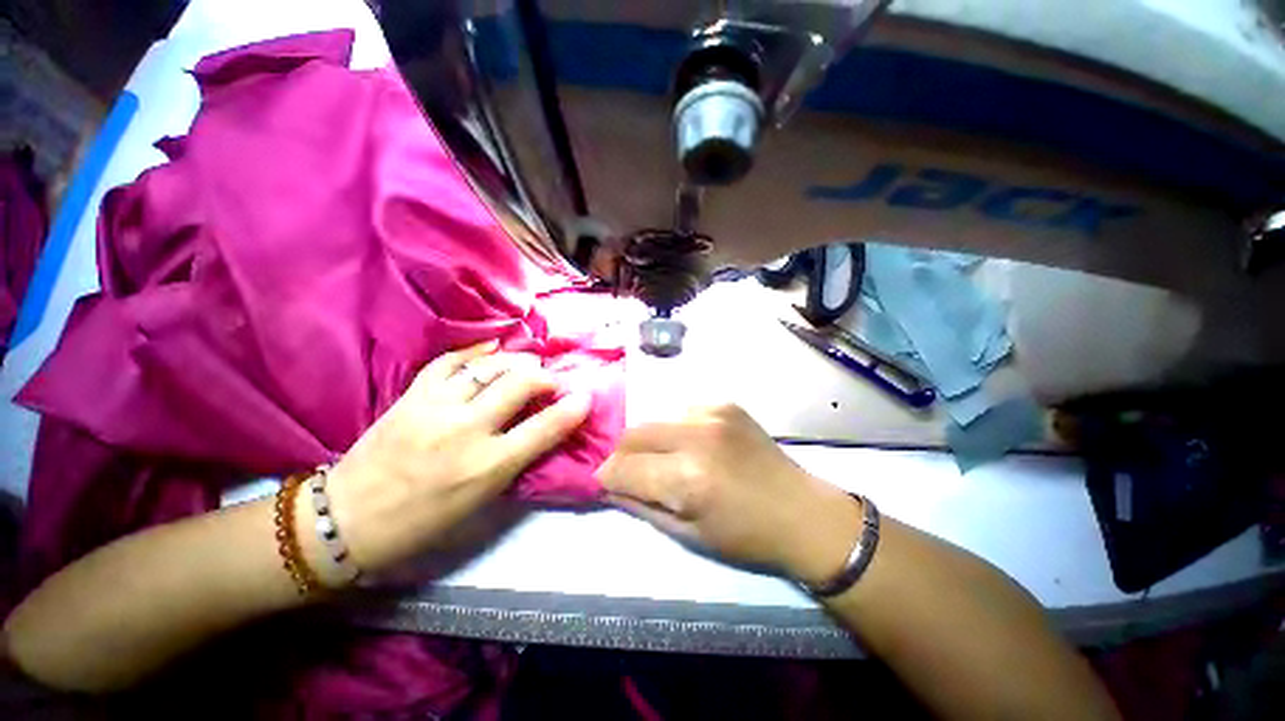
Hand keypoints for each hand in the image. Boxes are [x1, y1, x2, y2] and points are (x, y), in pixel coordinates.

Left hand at [323, 341, 591, 577]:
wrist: (348, 518)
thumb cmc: (422, 522)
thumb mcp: (480, 501)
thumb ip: (514, 461)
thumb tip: (540, 430)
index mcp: (487, 467)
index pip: (544, 429)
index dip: (572, 409)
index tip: (585, 396)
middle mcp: (466, 431)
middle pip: (519, 385)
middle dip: (545, 377)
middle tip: (553, 380)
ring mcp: (436, 408)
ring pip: (489, 367)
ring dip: (516, 361)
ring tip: (528, 363)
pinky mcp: (411, 396)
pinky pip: (449, 362)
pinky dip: (474, 352)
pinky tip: (491, 348)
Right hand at [597, 404, 862, 586]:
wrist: (802, 512)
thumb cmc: (746, 537)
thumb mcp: (688, 535)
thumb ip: (642, 506)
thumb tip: (610, 485)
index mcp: (688, 478)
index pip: (624, 467)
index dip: (608, 475)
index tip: (607, 482)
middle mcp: (697, 436)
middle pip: (634, 433)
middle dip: (623, 454)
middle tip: (630, 471)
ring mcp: (713, 413)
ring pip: (656, 420)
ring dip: (651, 441)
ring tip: (667, 460)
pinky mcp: (725, 404)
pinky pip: (683, 412)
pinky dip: (678, 430)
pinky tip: (696, 446)